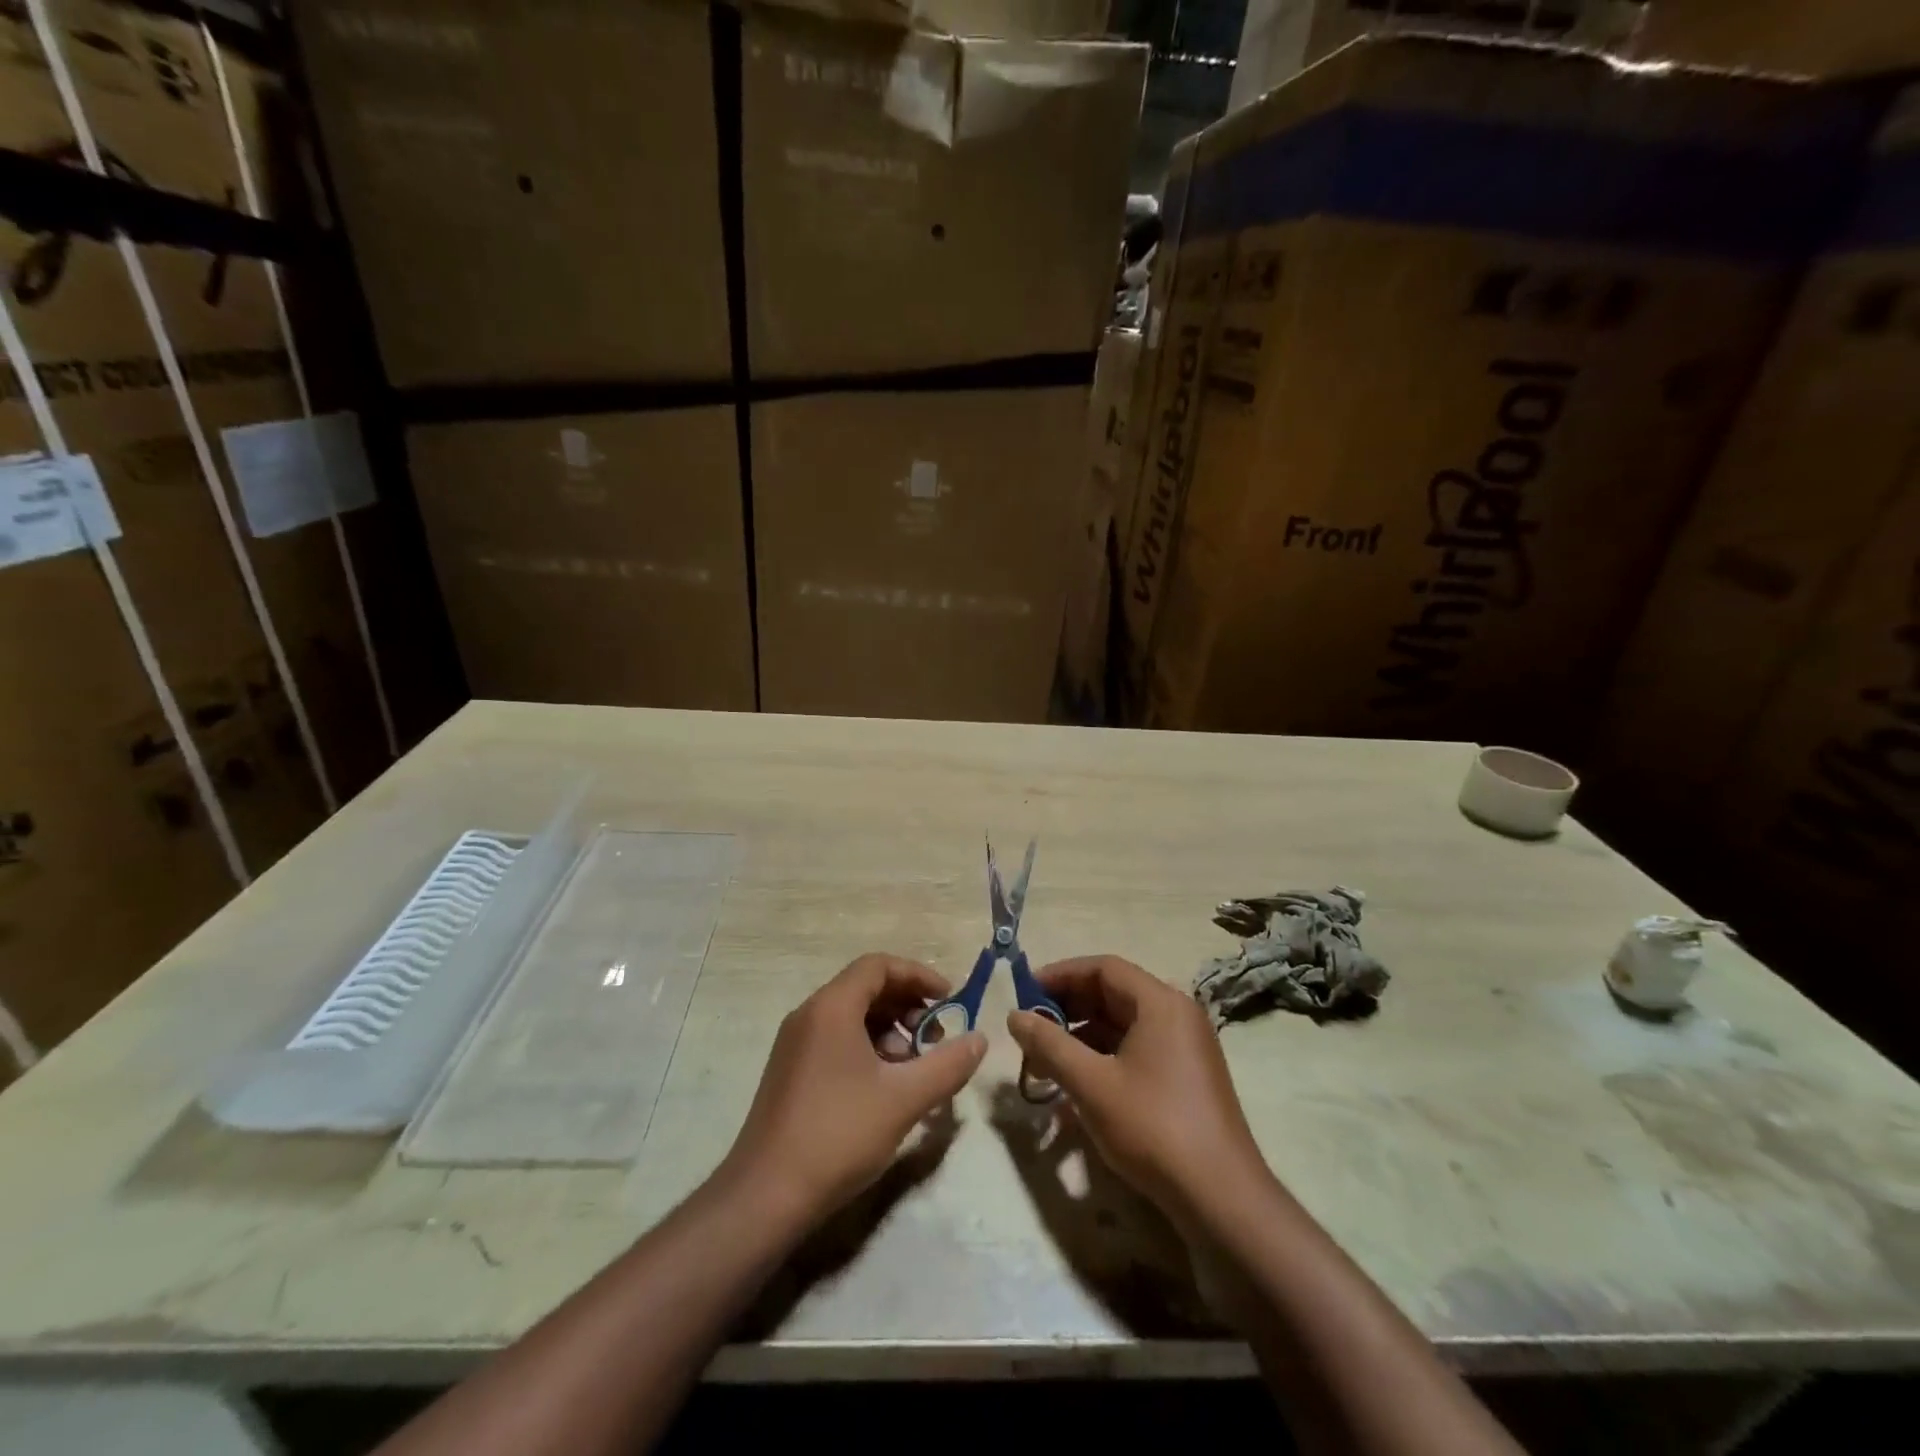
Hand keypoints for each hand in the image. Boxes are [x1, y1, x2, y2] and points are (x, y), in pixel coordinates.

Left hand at [724, 953, 986, 1225]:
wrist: (765, 1196)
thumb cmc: (838, 1135)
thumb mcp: (904, 1099)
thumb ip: (947, 1065)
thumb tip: (979, 1040)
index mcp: (831, 1007)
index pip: (879, 966)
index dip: (918, 976)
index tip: (950, 999)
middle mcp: (809, 1015)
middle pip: (866, 989)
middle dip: (908, 1006)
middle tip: (937, 1038)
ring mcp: (796, 1045)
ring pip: (852, 1017)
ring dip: (890, 1031)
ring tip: (916, 1067)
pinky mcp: (791, 1072)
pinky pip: (837, 1041)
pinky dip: (868, 1049)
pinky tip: (887, 1087)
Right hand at [1007, 955, 1266, 1227]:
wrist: (1221, 1200)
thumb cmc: (1153, 1128)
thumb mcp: (1091, 1084)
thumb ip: (1049, 1045)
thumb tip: (1014, 1016)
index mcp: (1161, 1003)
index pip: (1104, 968)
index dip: (1061, 975)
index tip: (1026, 994)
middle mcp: (1177, 1015)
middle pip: (1114, 994)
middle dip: (1068, 1008)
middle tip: (1031, 1028)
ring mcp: (1186, 1047)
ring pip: (1123, 1025)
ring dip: (1082, 1036)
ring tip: (1044, 1061)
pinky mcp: (1187, 1078)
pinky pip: (1137, 1050)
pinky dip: (1104, 1057)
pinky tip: (1077, 1084)